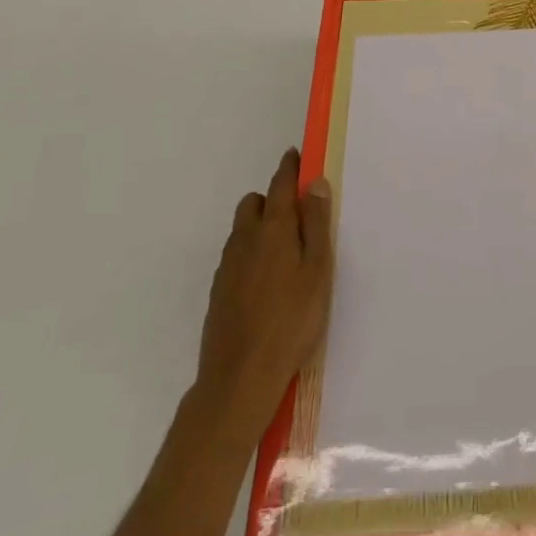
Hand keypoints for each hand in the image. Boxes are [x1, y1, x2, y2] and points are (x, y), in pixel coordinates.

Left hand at [193, 148, 334, 450]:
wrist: (238, 380)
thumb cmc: (291, 321)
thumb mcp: (318, 270)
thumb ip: (317, 224)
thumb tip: (315, 183)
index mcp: (274, 228)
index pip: (281, 183)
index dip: (290, 167)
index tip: (296, 156)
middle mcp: (246, 238)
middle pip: (254, 202)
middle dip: (272, 198)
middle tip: (296, 216)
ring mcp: (227, 266)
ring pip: (242, 229)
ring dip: (260, 225)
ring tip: (283, 251)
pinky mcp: (217, 292)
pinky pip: (235, 255)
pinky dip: (249, 253)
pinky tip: (264, 281)